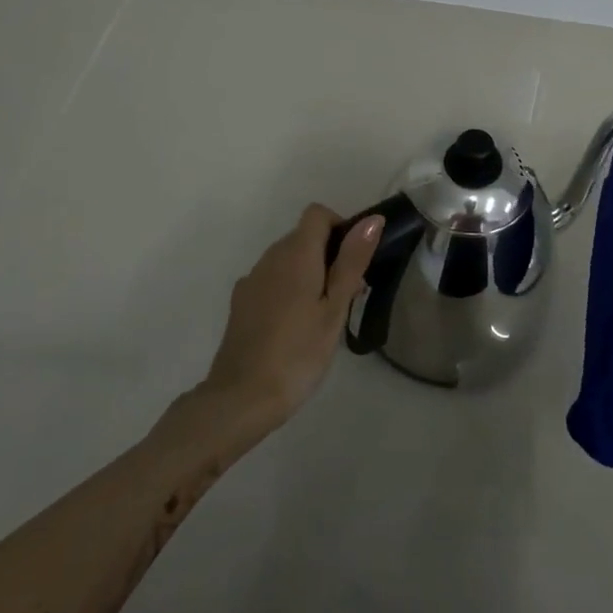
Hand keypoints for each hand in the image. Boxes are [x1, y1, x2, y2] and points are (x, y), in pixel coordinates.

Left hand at [203, 204, 382, 432]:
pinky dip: (290, 289)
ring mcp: (251, 280)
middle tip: (349, 295)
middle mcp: (269, 258)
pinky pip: (272, 280)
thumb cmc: (298, 353)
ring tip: (325, 315)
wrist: (241, 399)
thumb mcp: (335, 308)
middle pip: (303, 236)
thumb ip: (352, 261)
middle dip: (330, 254)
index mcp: (295, 254)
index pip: (317, 214)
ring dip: (310, 272)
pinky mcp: (241, 303)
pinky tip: (296, 326)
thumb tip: (371, 220)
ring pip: (288, 259)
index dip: (340, 226)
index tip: (354, 261)